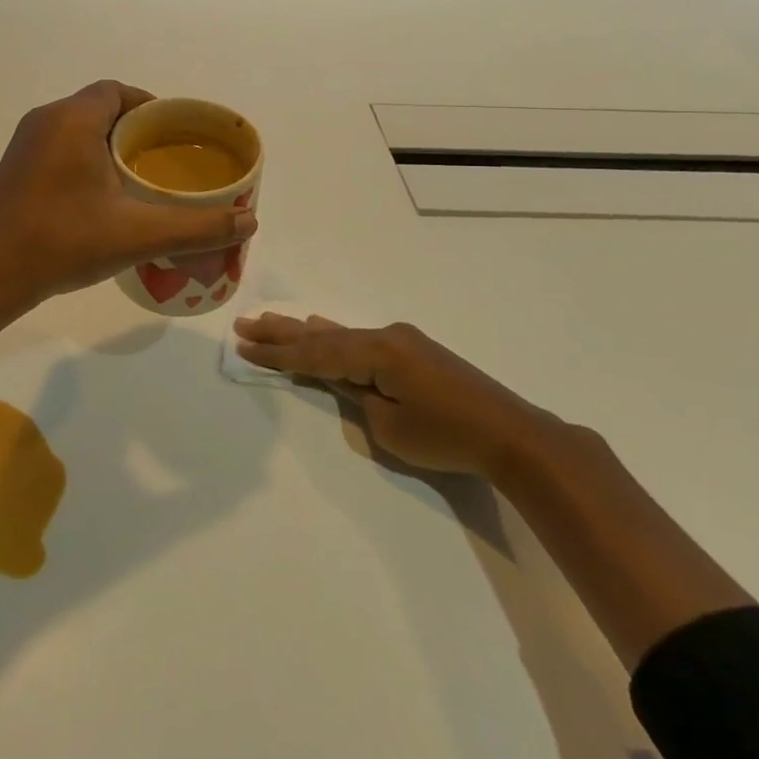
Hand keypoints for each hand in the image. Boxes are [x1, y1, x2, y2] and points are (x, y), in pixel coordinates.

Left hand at [0, 81, 258, 309]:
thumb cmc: (60, 242)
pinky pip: (60, 148)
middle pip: (100, 108)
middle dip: (136, 130)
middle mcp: (45, 120)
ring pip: (79, 130)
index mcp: (72, 119)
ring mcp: (24, 145)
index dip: (151, 106)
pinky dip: (87, 160)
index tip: (177, 135)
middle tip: (167, 161)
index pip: (118, 91)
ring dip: (110, 146)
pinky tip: (104, 199)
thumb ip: (196, 226)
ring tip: (142, 181)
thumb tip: (250, 220)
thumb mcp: (136, 234)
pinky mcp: (14, 169)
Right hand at [234, 314, 551, 479]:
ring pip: (340, 334)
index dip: (277, 352)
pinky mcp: (413, 351)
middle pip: (322, 335)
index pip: (315, 353)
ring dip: (304, 331)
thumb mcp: (391, 427)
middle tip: (245, 323)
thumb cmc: (448, 437)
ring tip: (271, 320)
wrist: (514, 435)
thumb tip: (348, 381)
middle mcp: (384, 336)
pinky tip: (321, 325)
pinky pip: (360, 339)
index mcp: (375, 352)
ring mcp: (401, 341)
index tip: (244, 344)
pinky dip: (334, 336)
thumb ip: (359, 398)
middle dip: (282, 332)